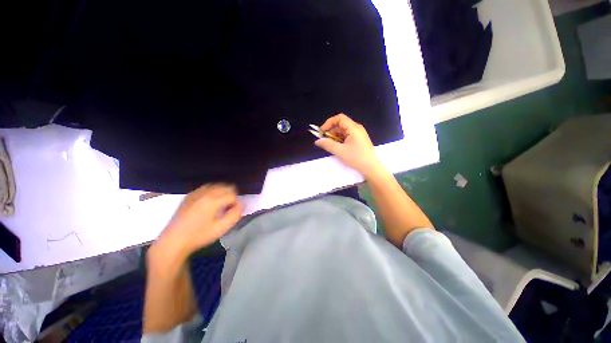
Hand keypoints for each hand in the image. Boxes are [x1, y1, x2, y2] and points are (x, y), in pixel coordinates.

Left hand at [153, 184, 243, 260]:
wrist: (173, 241)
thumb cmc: (199, 236)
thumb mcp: (221, 228)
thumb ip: (235, 215)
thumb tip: (241, 205)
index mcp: (213, 200)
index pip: (233, 195)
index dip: (236, 203)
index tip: (231, 213)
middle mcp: (204, 193)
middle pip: (226, 186)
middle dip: (231, 196)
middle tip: (227, 209)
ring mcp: (195, 193)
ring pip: (216, 185)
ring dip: (222, 192)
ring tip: (219, 205)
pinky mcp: (189, 196)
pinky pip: (205, 187)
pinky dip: (212, 192)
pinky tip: (209, 202)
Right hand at [315, 113, 383, 177]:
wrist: (371, 168)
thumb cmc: (356, 158)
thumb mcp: (340, 151)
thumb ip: (328, 145)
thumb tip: (317, 141)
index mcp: (353, 128)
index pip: (339, 118)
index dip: (329, 123)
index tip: (322, 131)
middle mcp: (356, 128)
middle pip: (341, 125)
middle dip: (331, 131)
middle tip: (324, 140)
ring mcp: (358, 134)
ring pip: (343, 131)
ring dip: (335, 136)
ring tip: (330, 145)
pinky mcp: (358, 140)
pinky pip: (346, 136)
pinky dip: (340, 140)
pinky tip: (337, 147)